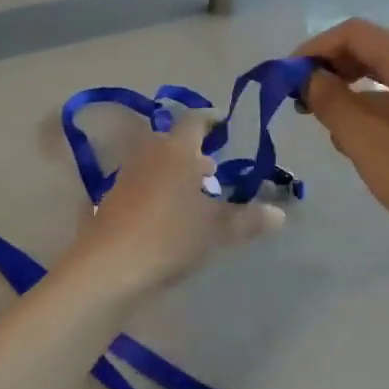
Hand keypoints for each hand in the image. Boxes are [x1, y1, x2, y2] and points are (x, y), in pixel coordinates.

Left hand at [64, 110, 284, 293]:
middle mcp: (148, 155)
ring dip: (175, 173)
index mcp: (176, 150)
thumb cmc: (169, 236)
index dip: (211, 122)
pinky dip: (159, 191)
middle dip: (194, 153)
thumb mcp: (217, 229)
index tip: (225, 128)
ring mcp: (126, 177)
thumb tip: (280, 214)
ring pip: (156, 164)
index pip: (194, 121)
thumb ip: (248, 219)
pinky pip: (142, 185)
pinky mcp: (112, 201)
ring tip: (196, 195)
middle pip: (173, 143)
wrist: (109, 266)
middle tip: (214, 168)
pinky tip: (169, 216)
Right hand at [296, 19, 388, 262]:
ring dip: (349, 96)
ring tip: (327, 130)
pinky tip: (358, 147)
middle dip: (329, 71)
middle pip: (369, 51)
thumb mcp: (367, 141)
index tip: (284, 80)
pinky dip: (371, 115)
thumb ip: (331, 103)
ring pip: (383, 80)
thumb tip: (308, 78)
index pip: (352, 33)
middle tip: (300, 104)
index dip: (313, 49)